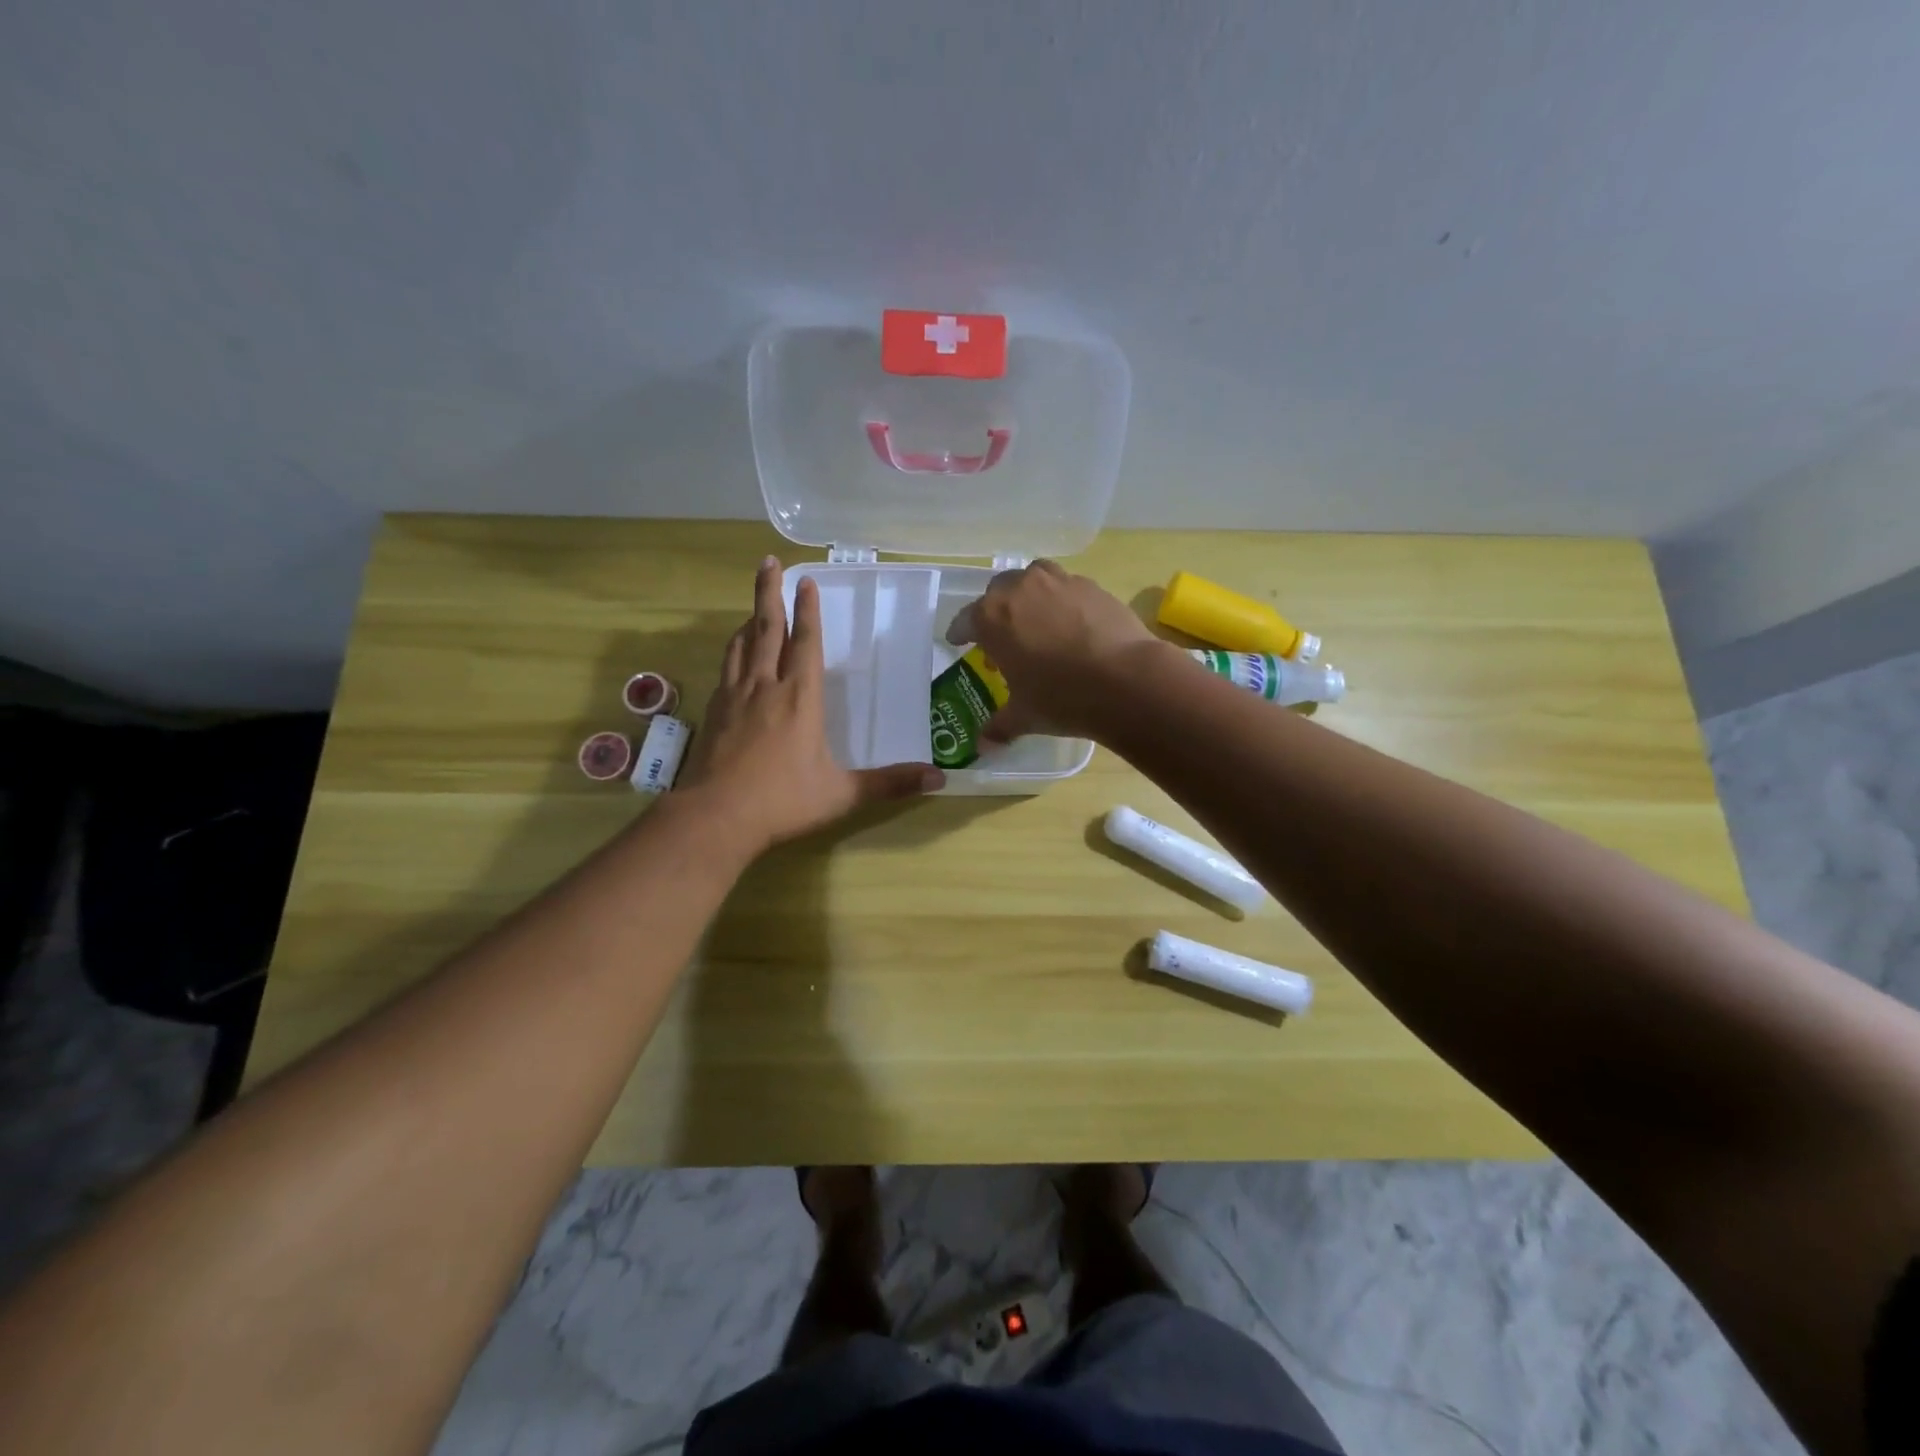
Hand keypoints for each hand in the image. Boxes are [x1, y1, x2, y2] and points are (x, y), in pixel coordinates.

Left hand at [678, 556, 943, 853]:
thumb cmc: (783, 801)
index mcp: (800, 697)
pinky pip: (726, 668)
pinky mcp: (714, 712)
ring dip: (749, 619)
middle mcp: (765, 686)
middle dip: (769, 593)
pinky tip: (734, 656)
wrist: (716, 817)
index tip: (806, 581)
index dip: (807, 610)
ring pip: (742, 645)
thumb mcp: (843, 794)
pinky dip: (733, 651)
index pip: (805, 642)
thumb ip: (890, 784)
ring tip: (756, 605)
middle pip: (766, 628)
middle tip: (768, 562)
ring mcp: (734, 697)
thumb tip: (939, 779)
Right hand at [944, 559, 1165, 744]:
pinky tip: (1071, 625)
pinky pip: (1067, 587)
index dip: (960, 633)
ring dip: (1029, 595)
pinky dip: (1062, 601)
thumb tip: (983, 747)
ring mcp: (1059, 582)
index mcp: (992, 617)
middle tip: (1003, 637)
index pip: (965, 620)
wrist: (1126, 680)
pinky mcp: (1092, 586)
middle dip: (996, 611)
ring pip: (1033, 579)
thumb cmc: (1061, 697)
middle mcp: (1021, 589)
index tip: (959, 642)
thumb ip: (999, 726)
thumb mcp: (1025, 715)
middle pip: (998, 592)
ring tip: (1037, 620)